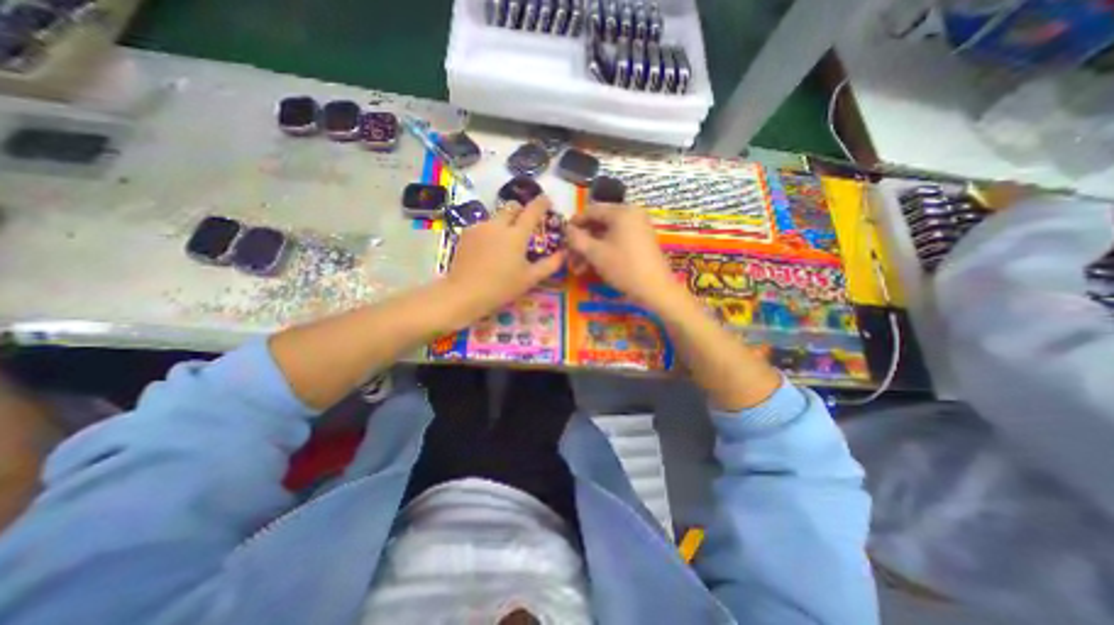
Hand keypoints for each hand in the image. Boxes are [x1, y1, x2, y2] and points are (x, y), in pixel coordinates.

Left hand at [442, 195, 566, 321]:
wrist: (465, 293)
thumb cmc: (502, 287)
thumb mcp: (530, 278)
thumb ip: (550, 264)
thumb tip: (564, 253)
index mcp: (516, 235)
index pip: (532, 211)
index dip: (541, 203)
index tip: (547, 200)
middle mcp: (498, 225)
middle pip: (512, 207)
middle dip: (521, 210)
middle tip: (525, 222)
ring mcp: (480, 227)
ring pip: (496, 216)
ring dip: (504, 222)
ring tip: (504, 240)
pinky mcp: (466, 234)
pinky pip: (482, 226)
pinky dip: (490, 231)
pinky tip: (488, 248)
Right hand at [566, 206, 687, 312]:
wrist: (655, 289)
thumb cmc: (623, 267)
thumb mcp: (595, 253)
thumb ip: (577, 238)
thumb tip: (566, 229)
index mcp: (622, 212)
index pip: (591, 211)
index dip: (574, 224)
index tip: (562, 237)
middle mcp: (631, 215)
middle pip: (599, 224)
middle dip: (582, 242)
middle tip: (570, 258)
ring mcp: (638, 228)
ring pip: (606, 235)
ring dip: (590, 250)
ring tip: (578, 269)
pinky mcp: (641, 241)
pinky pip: (617, 241)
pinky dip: (604, 252)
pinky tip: (592, 267)